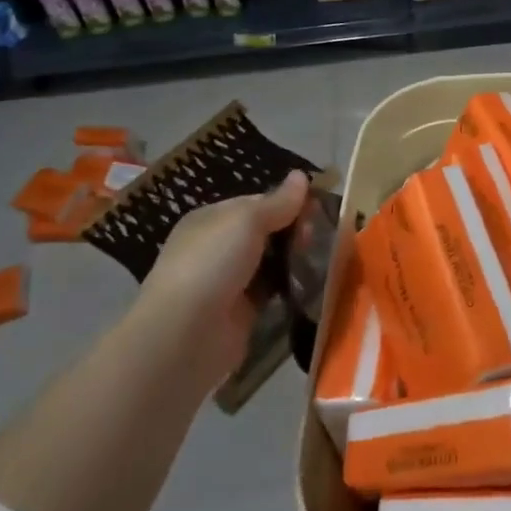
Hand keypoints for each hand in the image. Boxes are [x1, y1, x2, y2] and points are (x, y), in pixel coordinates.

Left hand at [135, 170, 310, 390]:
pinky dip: (291, 288)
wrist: (185, 335)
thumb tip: (301, 175)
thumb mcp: (246, 220)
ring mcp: (230, 283)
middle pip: (267, 233)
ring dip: (295, 260)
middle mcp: (218, 249)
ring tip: (325, 259)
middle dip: (294, 232)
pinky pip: (273, 293)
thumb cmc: (212, 263)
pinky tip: (315, 284)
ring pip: (272, 263)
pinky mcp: (242, 314)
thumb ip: (278, 202)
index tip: (318, 207)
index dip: (287, 202)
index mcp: (212, 220)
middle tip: (319, 237)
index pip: (257, 203)